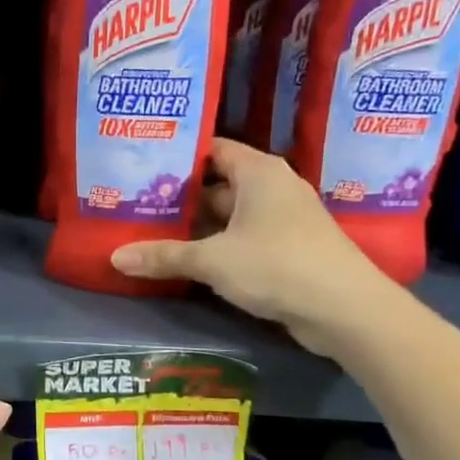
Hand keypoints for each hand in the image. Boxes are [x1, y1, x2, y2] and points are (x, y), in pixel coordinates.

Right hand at [110, 139, 393, 354]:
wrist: (346, 310)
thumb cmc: (277, 265)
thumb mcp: (212, 260)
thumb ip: (164, 256)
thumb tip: (114, 258)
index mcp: (258, 172)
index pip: (212, 149)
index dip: (178, 155)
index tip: (142, 164)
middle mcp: (272, 188)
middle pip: (216, 184)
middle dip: (179, 195)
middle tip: (135, 201)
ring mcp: (282, 220)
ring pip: (228, 215)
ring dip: (196, 225)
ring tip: (150, 229)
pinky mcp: (287, 249)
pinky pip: (242, 238)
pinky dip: (216, 245)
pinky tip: (185, 258)